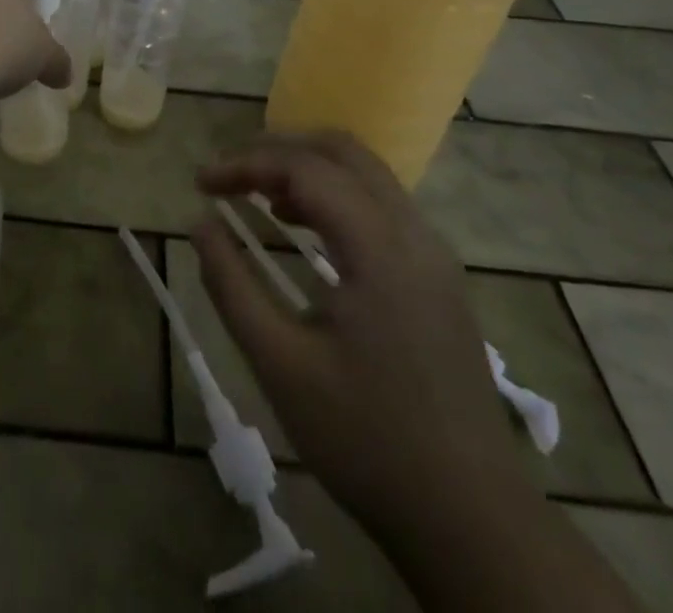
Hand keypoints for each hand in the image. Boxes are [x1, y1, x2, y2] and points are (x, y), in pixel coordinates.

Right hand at [193, 132, 530, 545]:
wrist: (473, 521)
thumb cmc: (367, 440)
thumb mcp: (280, 364)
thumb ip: (232, 284)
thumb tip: (200, 223)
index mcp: (379, 248)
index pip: (304, 169)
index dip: (245, 164)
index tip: (200, 184)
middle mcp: (414, 234)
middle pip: (343, 151)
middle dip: (278, 150)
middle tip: (230, 175)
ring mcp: (434, 255)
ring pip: (367, 174)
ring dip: (308, 169)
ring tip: (259, 197)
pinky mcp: (439, 278)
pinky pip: (382, 205)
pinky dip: (335, 195)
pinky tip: (304, 229)